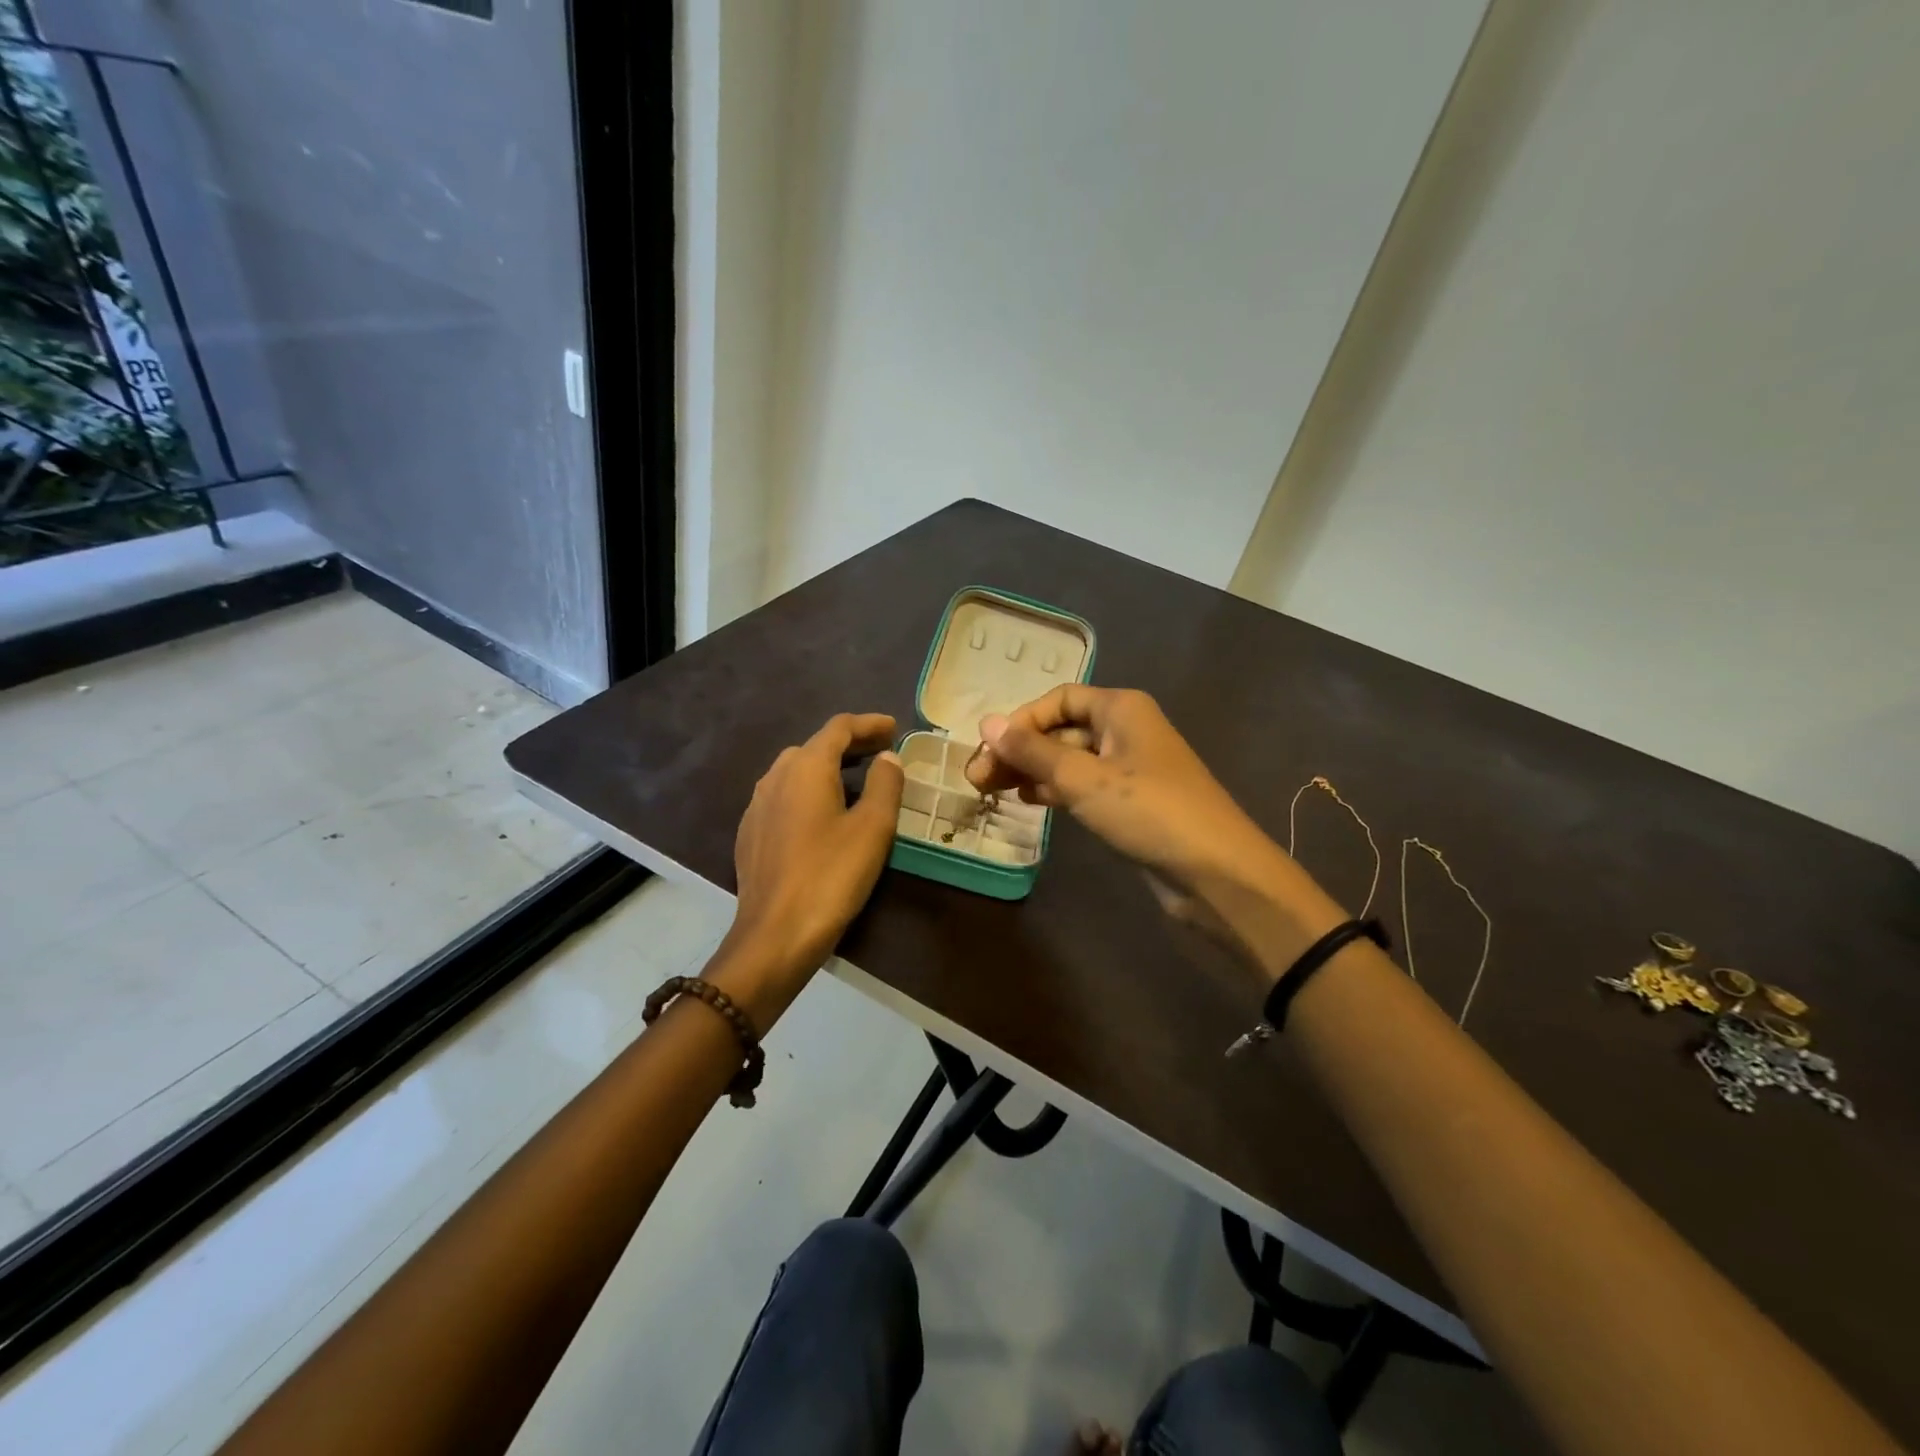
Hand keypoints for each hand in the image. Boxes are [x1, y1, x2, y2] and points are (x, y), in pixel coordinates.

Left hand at [722, 713, 904, 1003]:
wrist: (775, 935)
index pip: (838, 728)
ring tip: (856, 781)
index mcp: (806, 768)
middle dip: (850, 745)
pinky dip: (809, 792)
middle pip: (815, 746)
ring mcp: (757, 806)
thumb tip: (887, 758)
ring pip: (795, 771)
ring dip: (828, 768)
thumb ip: (885, 784)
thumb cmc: (831, 876)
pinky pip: (783, 797)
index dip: (868, 724)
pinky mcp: (750, 834)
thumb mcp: (873, 828)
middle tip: (882, 753)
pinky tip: (822, 815)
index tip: (894, 727)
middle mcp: (775, 777)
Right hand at [965, 686, 1344, 961]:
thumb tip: (985, 723)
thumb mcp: (1084, 778)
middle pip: (1061, 729)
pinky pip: (1084, 785)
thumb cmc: (1149, 812)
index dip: (1020, 721)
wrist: (1216, 873)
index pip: (1058, 699)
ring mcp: (1130, 767)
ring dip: (1032, 771)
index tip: (990, 750)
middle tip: (978, 780)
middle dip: (1020, 750)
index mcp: (1121, 708)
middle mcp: (1126, 729)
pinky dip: (1055, 790)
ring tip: (994, 791)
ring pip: (1070, 759)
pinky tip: (1029, 802)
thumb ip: (1033, 751)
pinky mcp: (1131, 802)